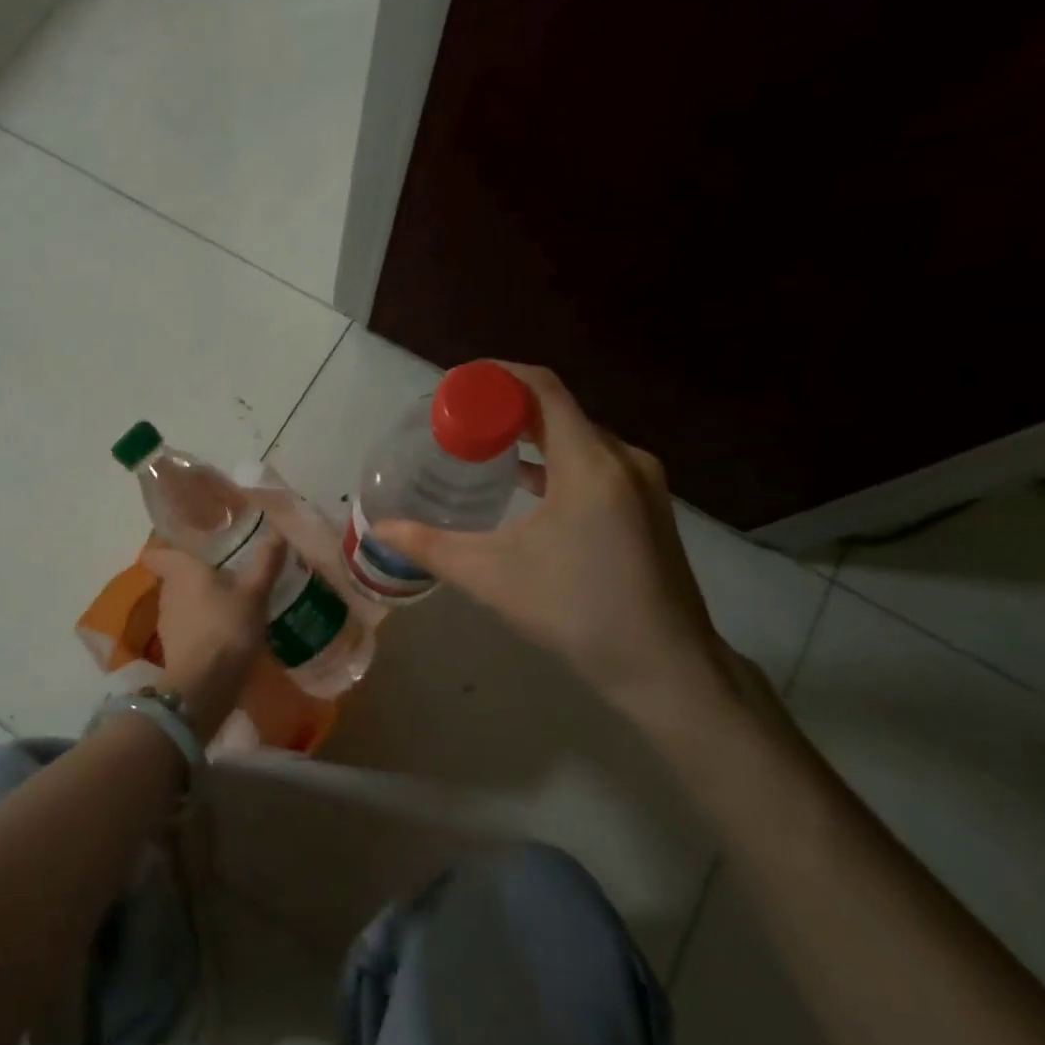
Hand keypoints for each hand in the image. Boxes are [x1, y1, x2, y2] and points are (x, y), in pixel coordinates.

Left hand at [142, 539, 284, 738]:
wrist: (204, 686)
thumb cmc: (226, 627)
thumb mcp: (254, 593)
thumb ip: (265, 563)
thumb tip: (276, 534)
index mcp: (180, 570)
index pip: (157, 552)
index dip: (168, 547)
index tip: (190, 546)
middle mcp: (167, 592)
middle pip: (174, 576)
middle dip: (196, 574)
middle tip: (225, 569)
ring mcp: (167, 623)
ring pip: (182, 602)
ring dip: (201, 601)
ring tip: (230, 599)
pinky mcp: (174, 649)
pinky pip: (189, 627)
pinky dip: (203, 625)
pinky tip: (227, 629)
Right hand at [375, 364, 729, 719]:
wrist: (666, 667)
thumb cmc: (576, 612)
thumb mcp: (491, 576)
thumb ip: (429, 546)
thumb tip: (378, 528)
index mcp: (590, 463)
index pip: (542, 390)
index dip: (497, 377)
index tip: (455, 385)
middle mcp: (623, 459)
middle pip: (559, 410)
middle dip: (506, 408)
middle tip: (457, 420)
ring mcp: (643, 483)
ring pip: (579, 437)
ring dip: (532, 435)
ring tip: (483, 445)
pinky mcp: (648, 506)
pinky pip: (596, 462)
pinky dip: (557, 461)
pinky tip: (526, 482)